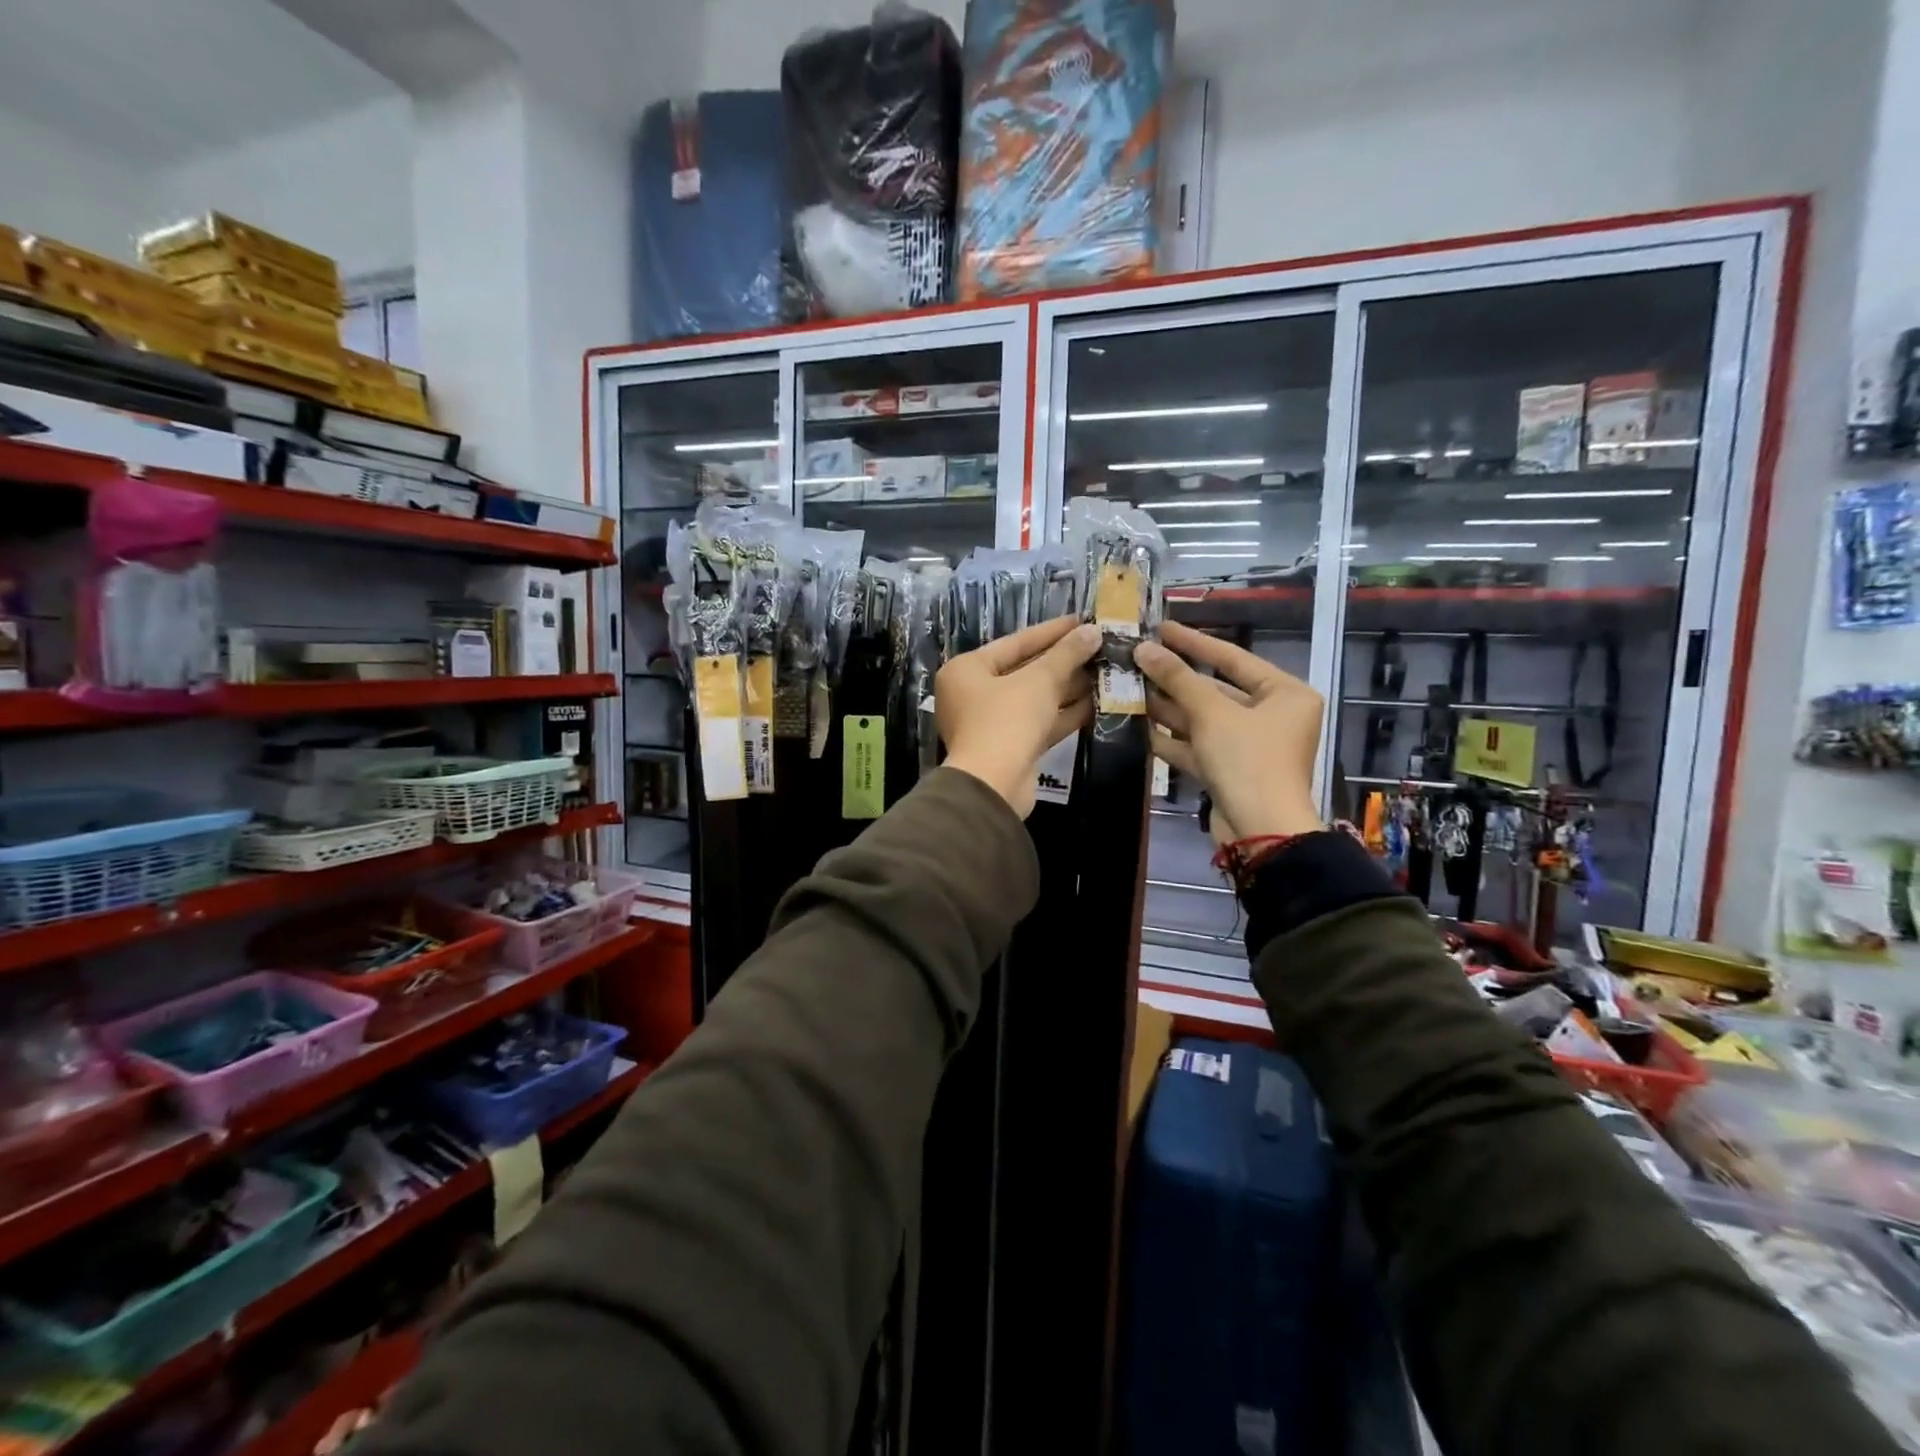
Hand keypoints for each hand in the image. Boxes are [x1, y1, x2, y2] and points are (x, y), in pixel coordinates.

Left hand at [937, 617, 1099, 816]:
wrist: (994, 786)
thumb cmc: (1006, 720)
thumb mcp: (1039, 681)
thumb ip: (1066, 654)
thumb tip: (1092, 631)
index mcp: (966, 670)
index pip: (1015, 642)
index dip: (1052, 631)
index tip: (1083, 620)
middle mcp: (973, 694)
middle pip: (1025, 670)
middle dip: (1064, 661)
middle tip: (1100, 646)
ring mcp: (992, 723)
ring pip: (1035, 699)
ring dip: (1069, 687)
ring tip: (1106, 671)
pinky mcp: (1011, 748)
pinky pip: (1040, 722)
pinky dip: (1065, 713)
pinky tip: (1099, 702)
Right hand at [1134, 621, 1324, 841]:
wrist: (1261, 832)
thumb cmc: (1248, 761)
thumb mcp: (1212, 714)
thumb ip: (1177, 678)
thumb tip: (1143, 648)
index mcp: (1285, 694)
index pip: (1233, 658)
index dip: (1194, 642)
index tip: (1160, 628)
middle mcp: (1272, 716)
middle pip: (1215, 690)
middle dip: (1175, 680)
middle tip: (1137, 661)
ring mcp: (1250, 746)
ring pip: (1203, 719)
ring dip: (1168, 708)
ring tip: (1129, 689)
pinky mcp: (1230, 771)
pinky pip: (1199, 746)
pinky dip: (1172, 738)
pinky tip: (1139, 727)